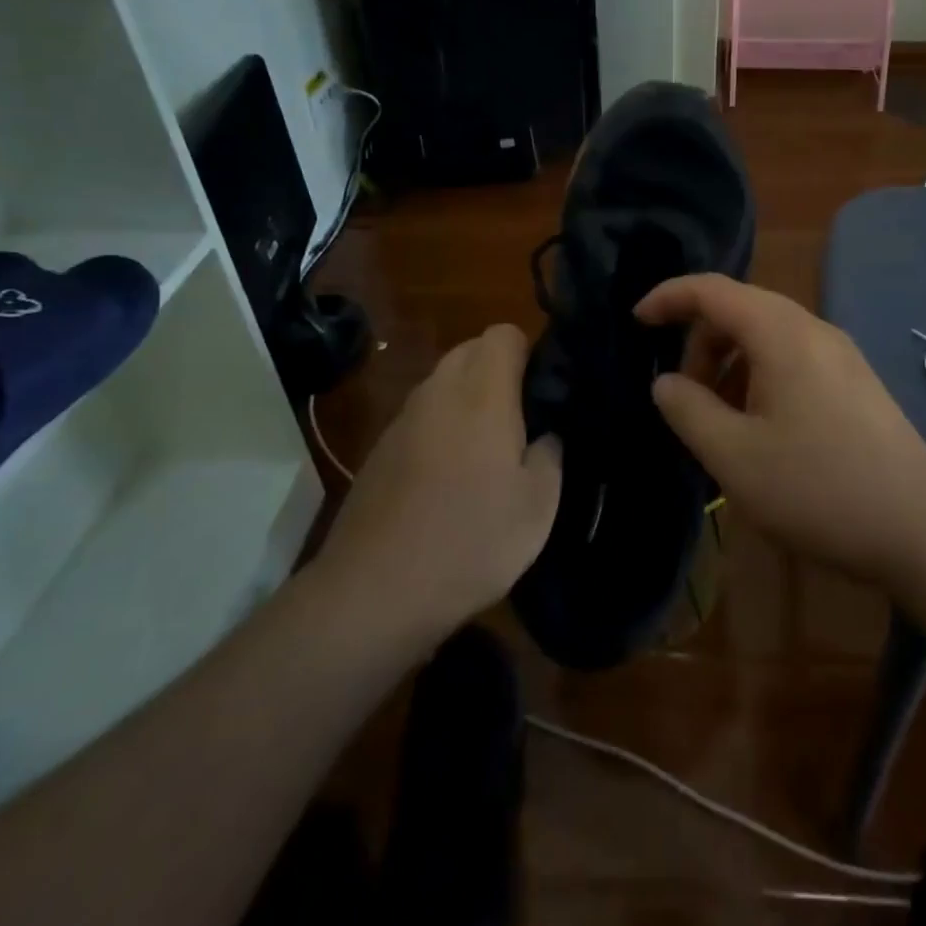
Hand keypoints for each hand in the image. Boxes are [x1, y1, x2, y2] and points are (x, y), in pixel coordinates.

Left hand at [320, 324, 560, 637]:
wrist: (374, 591)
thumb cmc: (470, 542)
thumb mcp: (538, 506)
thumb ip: (550, 454)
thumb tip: (546, 434)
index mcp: (482, 394)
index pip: (503, 333)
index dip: (528, 351)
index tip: (543, 389)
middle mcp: (438, 392)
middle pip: (470, 350)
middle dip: (498, 370)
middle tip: (522, 420)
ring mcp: (403, 418)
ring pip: (443, 382)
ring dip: (468, 398)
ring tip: (487, 451)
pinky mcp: (381, 447)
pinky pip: (421, 415)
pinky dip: (440, 426)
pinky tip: (448, 478)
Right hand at [637, 275, 925, 586]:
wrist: (923, 530)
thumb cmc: (819, 488)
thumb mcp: (734, 456)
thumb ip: (688, 410)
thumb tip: (667, 382)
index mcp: (782, 334)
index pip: (713, 290)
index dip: (669, 297)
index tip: (637, 322)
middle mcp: (814, 330)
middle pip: (740, 311)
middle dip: (700, 344)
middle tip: (683, 397)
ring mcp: (841, 356)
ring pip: (767, 338)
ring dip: (730, 366)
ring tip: (719, 422)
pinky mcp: (856, 383)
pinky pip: (793, 360)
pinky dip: (759, 379)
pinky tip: (760, 431)